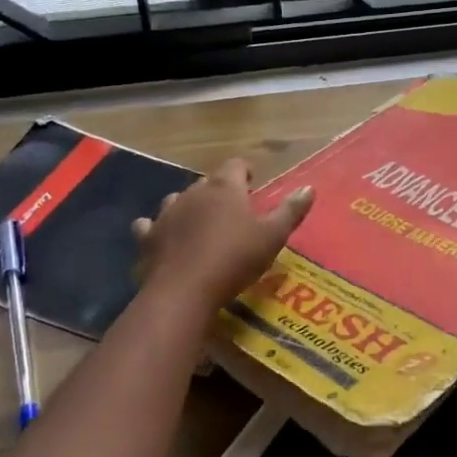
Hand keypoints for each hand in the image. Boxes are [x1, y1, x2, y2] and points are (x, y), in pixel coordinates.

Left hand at [132, 158, 313, 308]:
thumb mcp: (272, 237)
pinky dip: (159, 228)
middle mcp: (193, 192)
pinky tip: (165, 239)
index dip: (245, 172)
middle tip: (233, 213)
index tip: (252, 185)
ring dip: (189, 208)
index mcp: (225, 188)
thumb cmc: (234, 259)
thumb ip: (290, 211)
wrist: (183, 291)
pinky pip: (150, 225)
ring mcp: (166, 213)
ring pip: (178, 200)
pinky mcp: (147, 237)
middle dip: (220, 192)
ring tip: (200, 225)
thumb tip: (309, 188)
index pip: (236, 165)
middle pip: (208, 182)